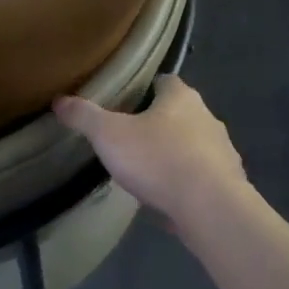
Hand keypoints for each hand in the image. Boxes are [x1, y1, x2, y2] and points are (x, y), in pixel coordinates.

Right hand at [53, 76, 250, 235]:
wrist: (209, 207)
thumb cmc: (158, 159)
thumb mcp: (109, 135)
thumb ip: (84, 116)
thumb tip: (59, 100)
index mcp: (181, 97)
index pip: (164, 81)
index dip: (145, 89)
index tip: (126, 102)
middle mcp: (207, 117)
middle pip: (180, 113)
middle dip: (158, 124)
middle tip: (130, 139)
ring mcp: (223, 150)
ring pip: (194, 145)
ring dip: (175, 154)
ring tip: (147, 171)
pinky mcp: (229, 182)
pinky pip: (203, 176)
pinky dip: (187, 182)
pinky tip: (169, 197)